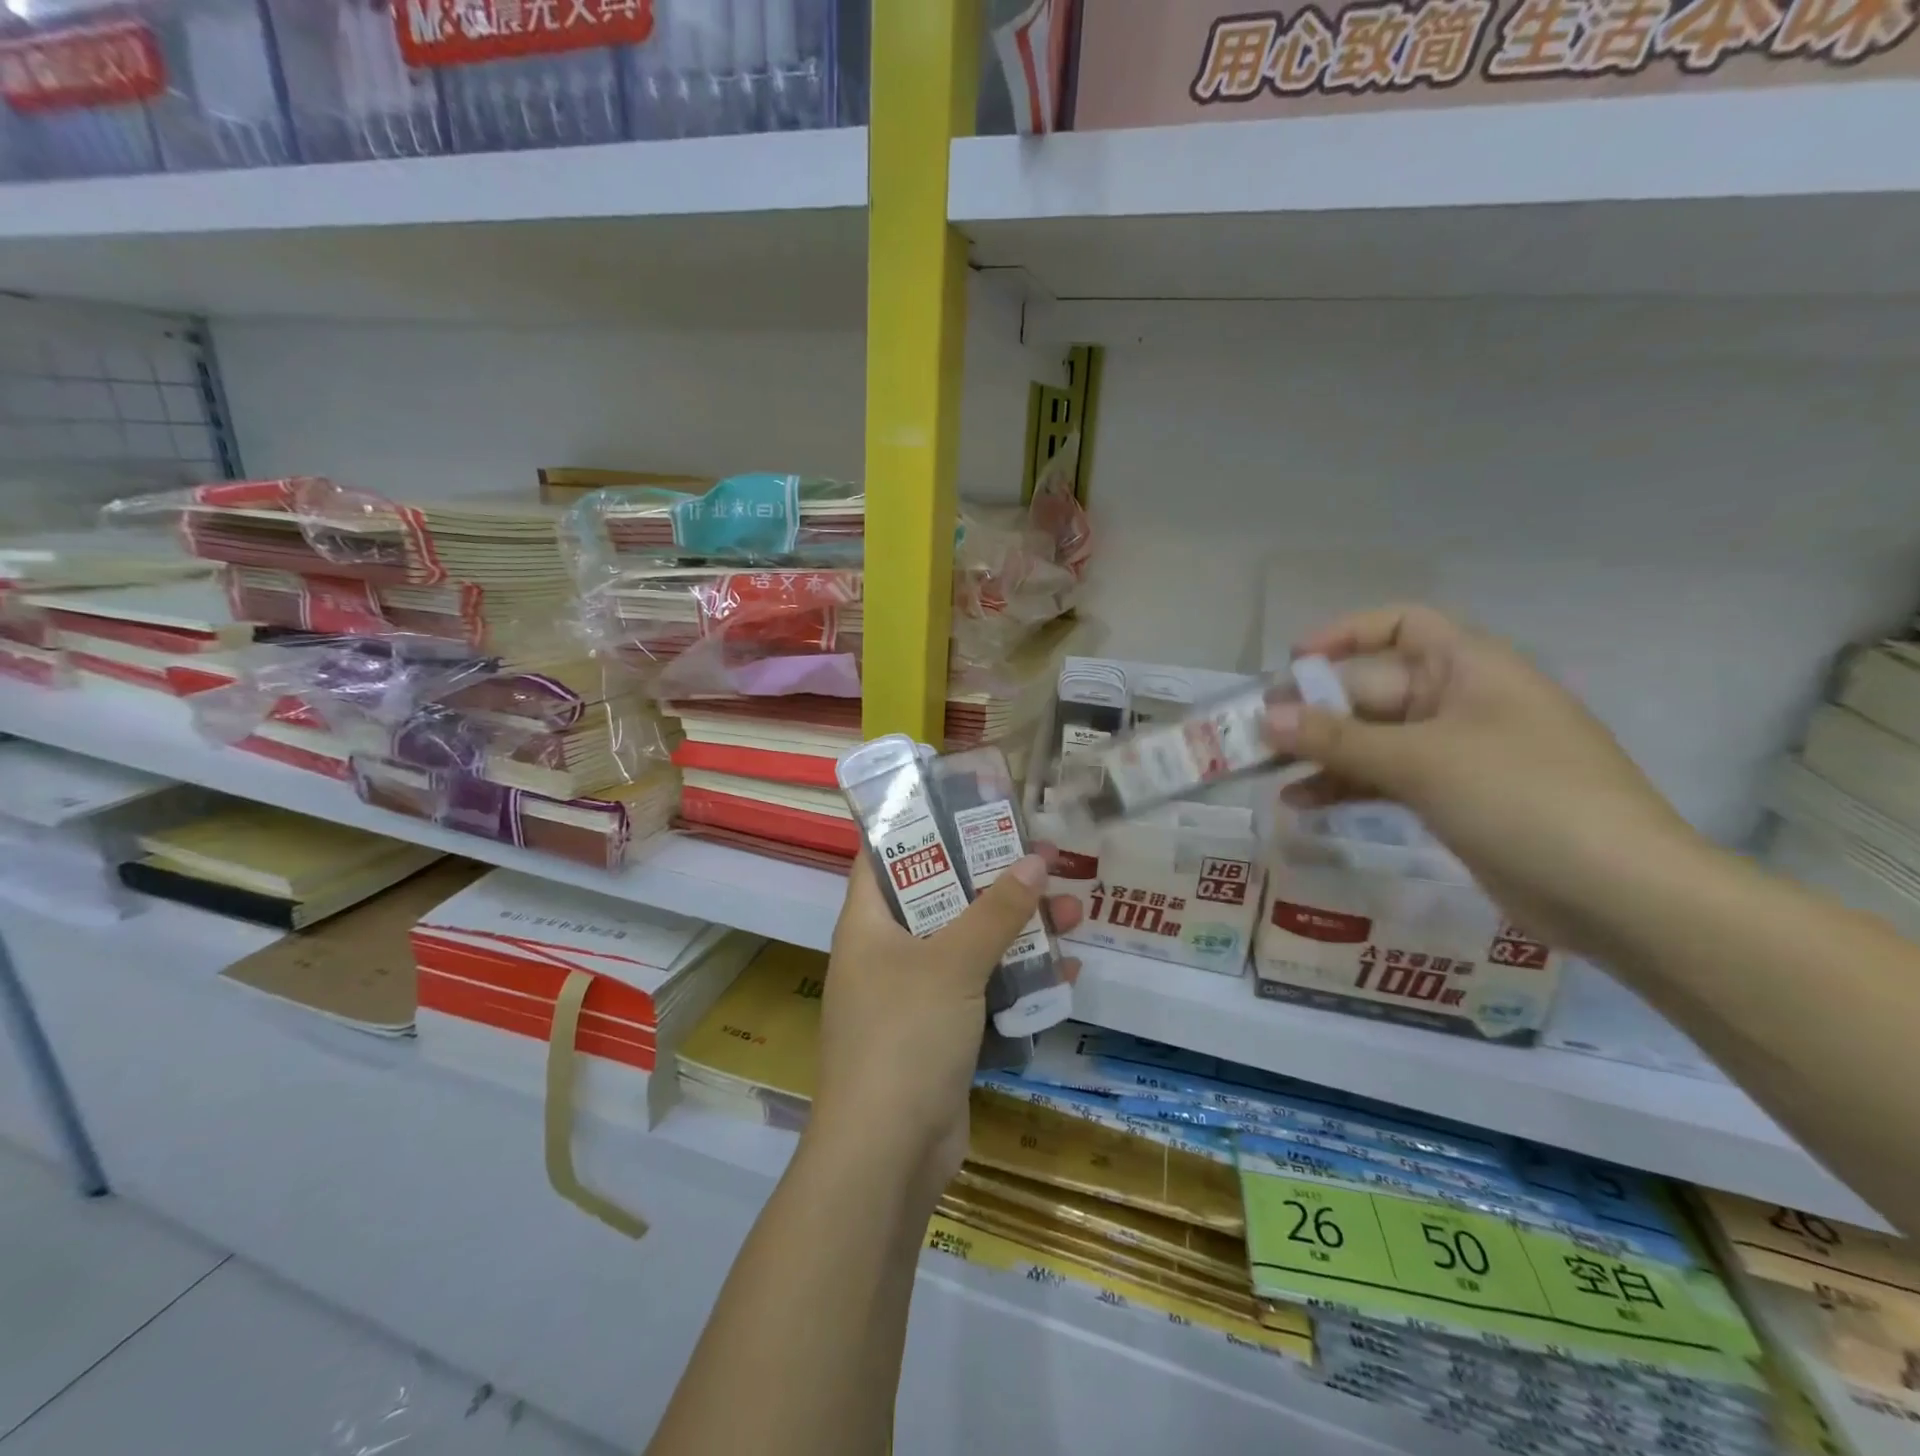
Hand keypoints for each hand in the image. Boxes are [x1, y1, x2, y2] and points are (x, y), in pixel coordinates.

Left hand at [809, 852, 1080, 1207]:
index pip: (885, 855)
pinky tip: (1067, 969)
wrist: (888, 1155)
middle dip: (994, 879)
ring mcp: (914, 996)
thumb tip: (1035, 859)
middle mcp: (887, 952)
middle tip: (1043, 856)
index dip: (921, 824)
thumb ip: (996, 910)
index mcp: (868, 923)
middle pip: (942, 898)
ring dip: (1018, 929)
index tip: (968, 804)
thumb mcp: (953, 962)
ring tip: (1073, 908)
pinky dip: (1019, 979)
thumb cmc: (905, 1035)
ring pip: (970, 945)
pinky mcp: (942, 1034)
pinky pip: (984, 991)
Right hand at [1267, 605, 1701, 955]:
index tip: (1292, 662)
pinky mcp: (1451, 799)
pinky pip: (1384, 779)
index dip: (1345, 634)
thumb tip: (1266, 717)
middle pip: (1373, 688)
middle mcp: (1461, 702)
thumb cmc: (1524, 799)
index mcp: (1470, 668)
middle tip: (1256, 733)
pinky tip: (1300, 804)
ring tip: (1264, 769)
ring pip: (1372, 738)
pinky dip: (1345, 787)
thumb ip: (1338, 738)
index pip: (1401, 625)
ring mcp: (1457, 753)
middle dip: (1315, 709)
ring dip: (1322, 752)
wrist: (1619, 894)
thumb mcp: (1422, 760)